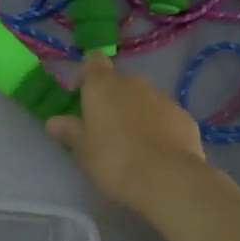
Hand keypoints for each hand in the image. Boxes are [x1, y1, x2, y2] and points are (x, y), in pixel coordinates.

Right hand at [45, 53, 208, 214]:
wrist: (167, 178)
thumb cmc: (114, 160)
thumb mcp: (83, 150)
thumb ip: (70, 131)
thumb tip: (54, 121)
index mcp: (103, 86)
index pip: (94, 62)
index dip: (88, 74)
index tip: (82, 95)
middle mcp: (134, 83)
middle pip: (120, 83)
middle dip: (114, 100)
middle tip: (107, 129)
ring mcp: (163, 97)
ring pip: (145, 100)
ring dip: (138, 113)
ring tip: (135, 144)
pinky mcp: (185, 116)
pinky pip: (166, 116)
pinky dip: (160, 127)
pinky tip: (159, 152)